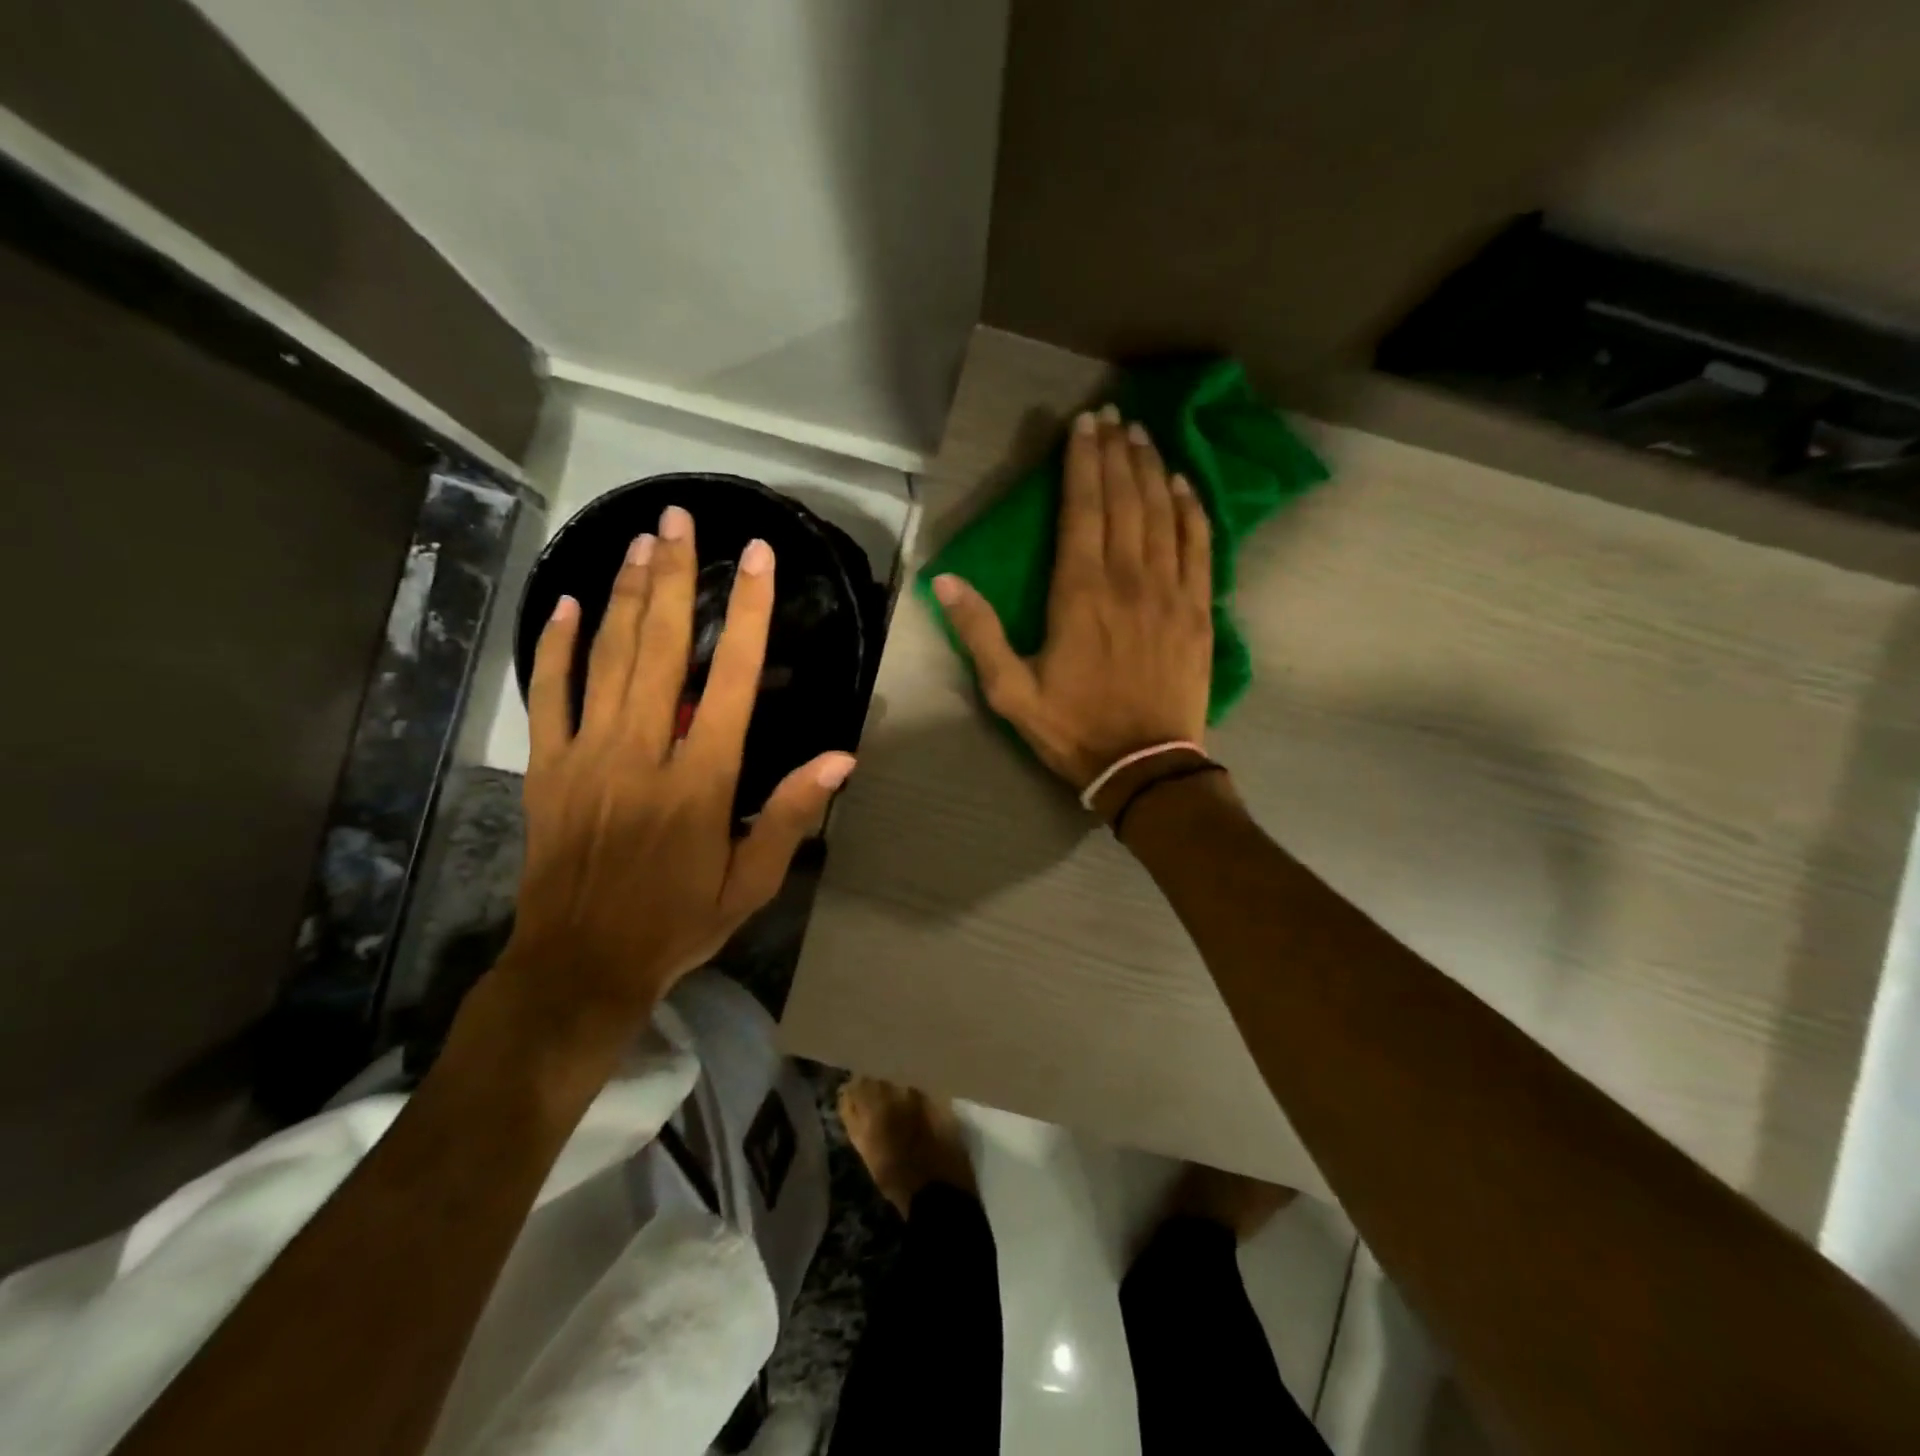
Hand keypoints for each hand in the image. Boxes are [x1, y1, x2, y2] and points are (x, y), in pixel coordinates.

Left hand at [497, 504, 854, 1062]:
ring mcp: (586, 754)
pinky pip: (548, 693)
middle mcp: (641, 752)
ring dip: (627, 593)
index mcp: (699, 780)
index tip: (756, 560)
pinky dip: (557, 646)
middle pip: (661, 647)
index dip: (747, 614)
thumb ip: (790, 815)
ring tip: (642, 541)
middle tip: (683, 520)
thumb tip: (840, 759)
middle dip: (676, 577)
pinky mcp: (546, 766)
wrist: (580, 964)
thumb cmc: (678, 922)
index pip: (731, 680)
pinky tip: (570, 603)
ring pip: (607, 657)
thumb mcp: (751, 883)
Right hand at [933, 405, 1213, 792]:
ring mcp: (1170, 592)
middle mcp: (1128, 580)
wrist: (1145, 766)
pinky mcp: (1198, 611)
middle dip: (1116, 453)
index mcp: (1079, 594)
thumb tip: (946, 580)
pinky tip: (1183, 484)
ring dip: (1151, 469)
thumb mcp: (1010, 691)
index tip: (1083, 425)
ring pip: (1162, 514)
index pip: (1082, 510)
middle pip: (1124, 501)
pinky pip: (1199, 546)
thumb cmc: (1073, 728)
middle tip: (1112, 416)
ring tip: (1142, 435)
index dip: (1082, 463)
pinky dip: (1192, 510)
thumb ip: (979, 634)